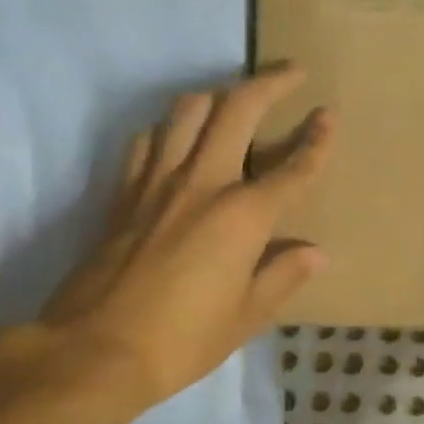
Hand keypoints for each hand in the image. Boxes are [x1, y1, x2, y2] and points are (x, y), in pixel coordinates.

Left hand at [35, 68, 334, 407]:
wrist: (94, 351)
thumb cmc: (182, 341)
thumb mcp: (246, 316)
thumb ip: (282, 276)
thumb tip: (315, 253)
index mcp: (242, 216)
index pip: (291, 169)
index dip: (316, 142)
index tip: (329, 116)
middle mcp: (202, 183)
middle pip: (237, 110)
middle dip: (270, 84)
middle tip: (291, 72)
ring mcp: (156, 182)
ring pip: (187, 111)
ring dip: (218, 95)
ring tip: (235, 100)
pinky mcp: (123, 193)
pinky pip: (148, 141)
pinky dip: (169, 129)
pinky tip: (177, 140)